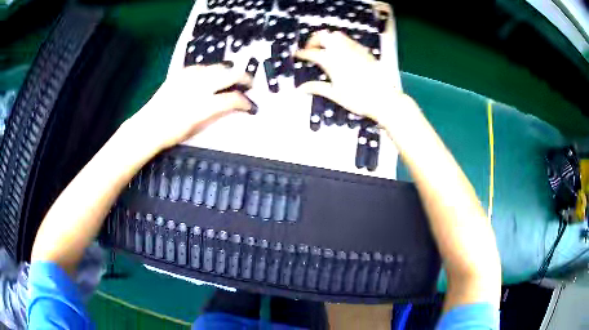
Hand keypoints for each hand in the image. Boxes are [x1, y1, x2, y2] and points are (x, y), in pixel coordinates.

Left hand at [123, 64, 253, 152]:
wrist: (148, 126)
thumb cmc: (172, 133)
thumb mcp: (197, 127)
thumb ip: (215, 113)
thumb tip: (229, 105)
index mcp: (203, 105)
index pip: (233, 99)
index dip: (246, 102)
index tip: (250, 106)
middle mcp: (199, 87)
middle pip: (230, 74)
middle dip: (244, 78)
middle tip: (249, 84)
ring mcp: (189, 77)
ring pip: (217, 67)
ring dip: (228, 71)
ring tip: (232, 77)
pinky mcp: (180, 73)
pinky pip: (201, 67)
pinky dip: (210, 70)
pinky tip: (210, 75)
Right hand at [295, 2, 416, 124]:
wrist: (384, 99)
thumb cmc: (358, 99)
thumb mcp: (335, 94)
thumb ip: (317, 87)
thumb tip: (300, 88)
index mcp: (331, 61)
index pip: (311, 53)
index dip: (302, 53)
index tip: (297, 55)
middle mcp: (341, 50)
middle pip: (323, 36)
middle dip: (314, 40)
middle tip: (310, 49)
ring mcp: (354, 49)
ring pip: (337, 35)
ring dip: (327, 39)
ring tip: (325, 48)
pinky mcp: (364, 51)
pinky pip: (349, 40)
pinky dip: (341, 41)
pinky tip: (342, 52)